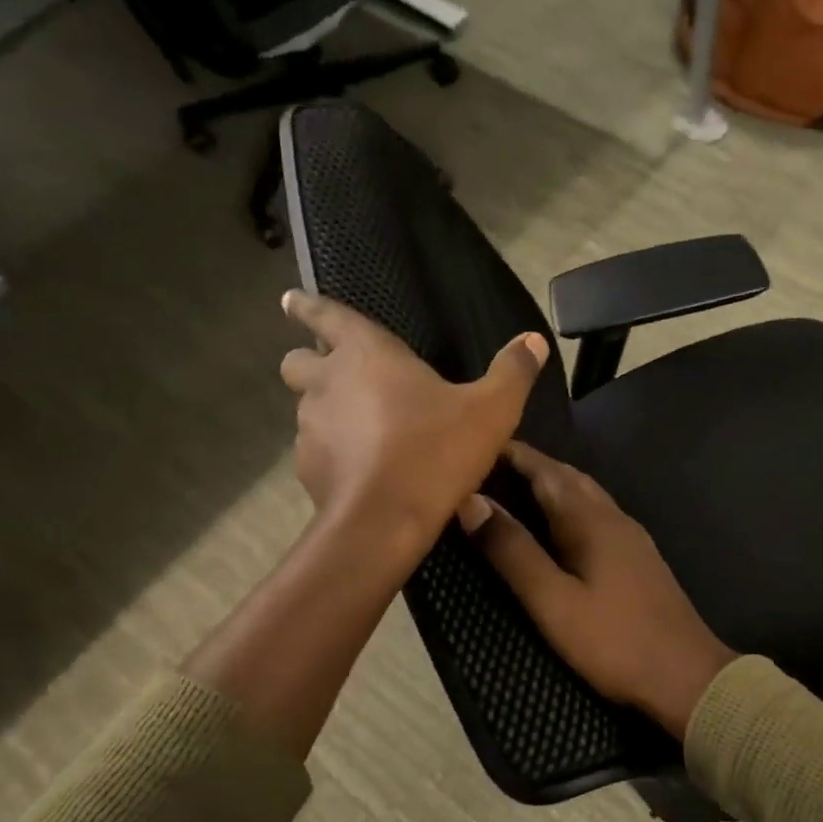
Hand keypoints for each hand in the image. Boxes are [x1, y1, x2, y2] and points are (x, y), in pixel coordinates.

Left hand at [279, 290, 549, 554]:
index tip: (289, 300)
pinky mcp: (307, 468)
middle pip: (298, 362)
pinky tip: (361, 469)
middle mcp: (328, 383)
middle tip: (340, 376)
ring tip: (362, 430)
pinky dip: (332, 452)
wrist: (384, 521)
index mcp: (366, 354)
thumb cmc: (436, 452)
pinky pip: (315, 449)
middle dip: (312, 363)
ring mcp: (310, 427)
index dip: (308, 306)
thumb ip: (513, 372)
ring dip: (327, 411)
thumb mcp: (492, 410)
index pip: (326, 316)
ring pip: (305, 408)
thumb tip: (533, 340)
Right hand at [460, 442, 736, 740]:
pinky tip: (559, 528)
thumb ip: (513, 551)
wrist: (687, 676)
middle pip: (569, 477)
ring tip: (516, 492)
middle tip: (490, 468)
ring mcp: (632, 537)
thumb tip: (472, 501)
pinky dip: (570, 508)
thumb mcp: (553, 601)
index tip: (477, 446)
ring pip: (587, 495)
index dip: (513, 456)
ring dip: (552, 485)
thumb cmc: (614, 641)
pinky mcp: (640, 558)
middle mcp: (614, 517)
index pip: (546, 471)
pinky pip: (597, 515)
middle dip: (532, 466)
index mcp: (590, 520)